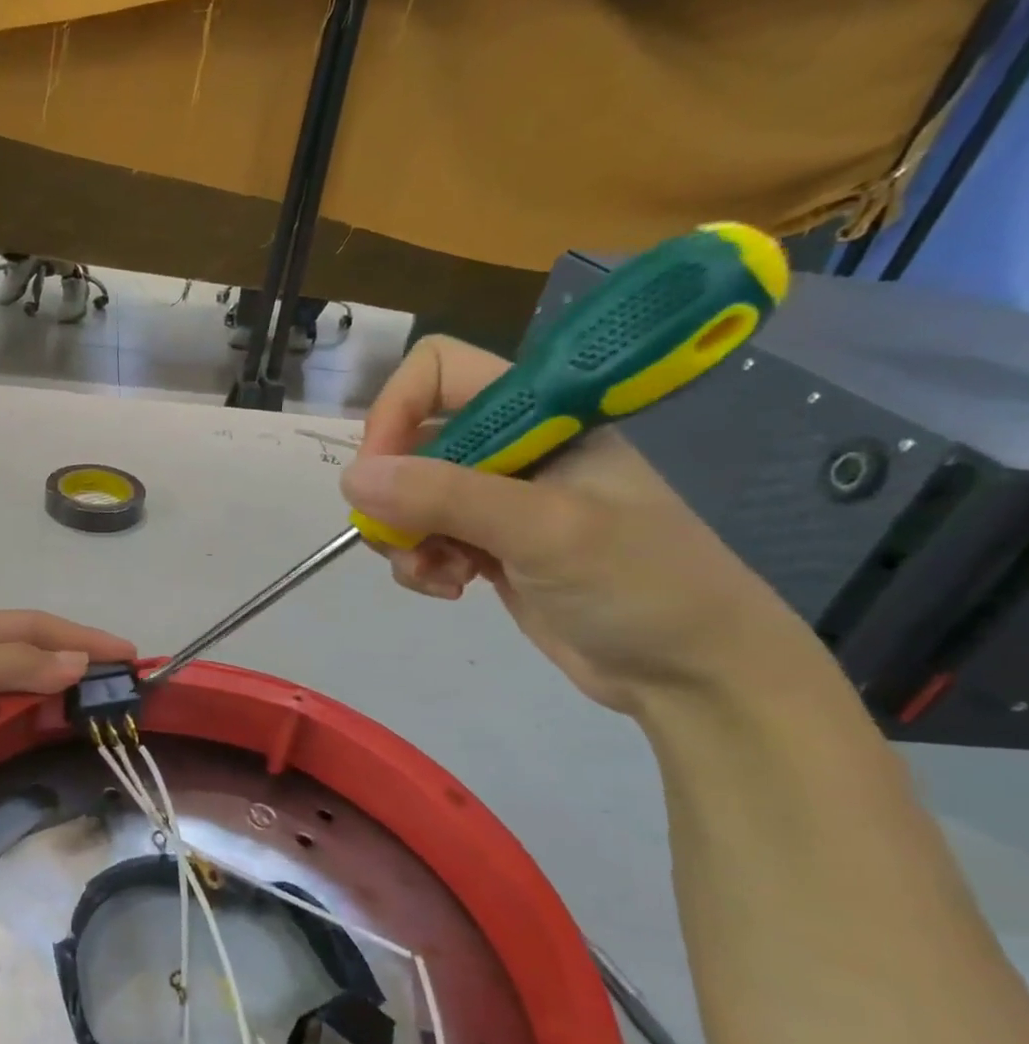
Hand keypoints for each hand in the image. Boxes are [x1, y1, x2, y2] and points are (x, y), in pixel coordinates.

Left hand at [0, 611, 135, 844]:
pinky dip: (26, 741)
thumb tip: (81, 660)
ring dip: (55, 707)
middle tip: (122, 694)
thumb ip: (15, 663)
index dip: (80, 636)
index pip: (31, 627)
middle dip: (74, 670)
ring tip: (99, 722)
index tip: (128, 655)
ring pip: (17, 703)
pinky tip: (51, 749)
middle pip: (28, 662)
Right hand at [341, 336, 808, 714]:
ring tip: (437, 574)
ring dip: (403, 536)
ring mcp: (497, 500)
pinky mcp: (487, 545)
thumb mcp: (545, 531)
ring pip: (407, 496)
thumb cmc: (641, 585)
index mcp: (541, 415)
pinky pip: (422, 538)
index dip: (397, 411)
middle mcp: (513, 447)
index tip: (383, 472)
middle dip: (395, 492)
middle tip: (404, 537)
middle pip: (411, 440)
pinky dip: (420, 563)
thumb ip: (447, 497)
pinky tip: (451, 589)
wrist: (692, 672)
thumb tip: (351, 478)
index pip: (438, 372)